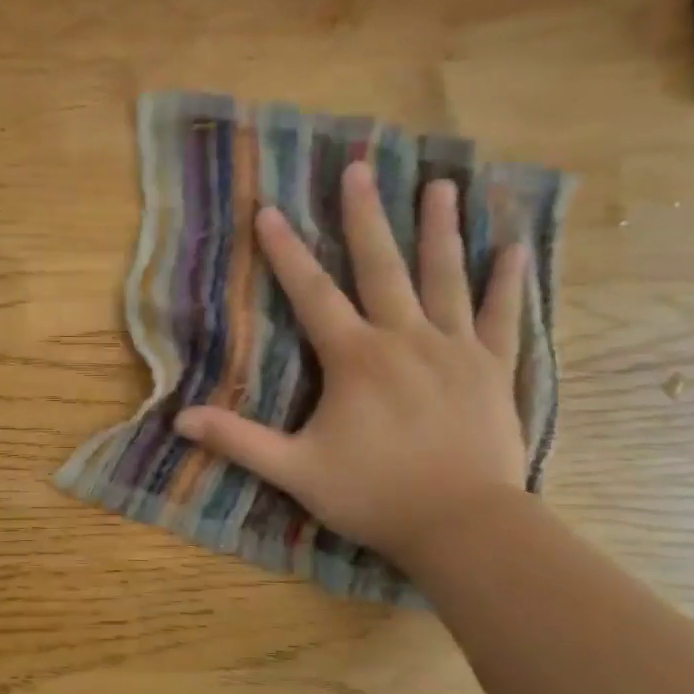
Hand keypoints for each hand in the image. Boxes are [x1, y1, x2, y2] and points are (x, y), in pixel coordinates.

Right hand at [174, 166, 528, 565]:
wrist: (463, 526)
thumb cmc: (374, 495)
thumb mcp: (295, 471)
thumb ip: (238, 441)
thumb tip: (180, 419)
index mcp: (355, 358)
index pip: (312, 294)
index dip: (286, 252)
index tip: (270, 210)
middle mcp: (405, 339)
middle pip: (382, 267)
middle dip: (366, 216)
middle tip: (360, 168)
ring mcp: (455, 350)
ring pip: (445, 279)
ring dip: (440, 230)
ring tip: (443, 184)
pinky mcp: (493, 370)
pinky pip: (502, 318)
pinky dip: (507, 283)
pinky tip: (514, 248)